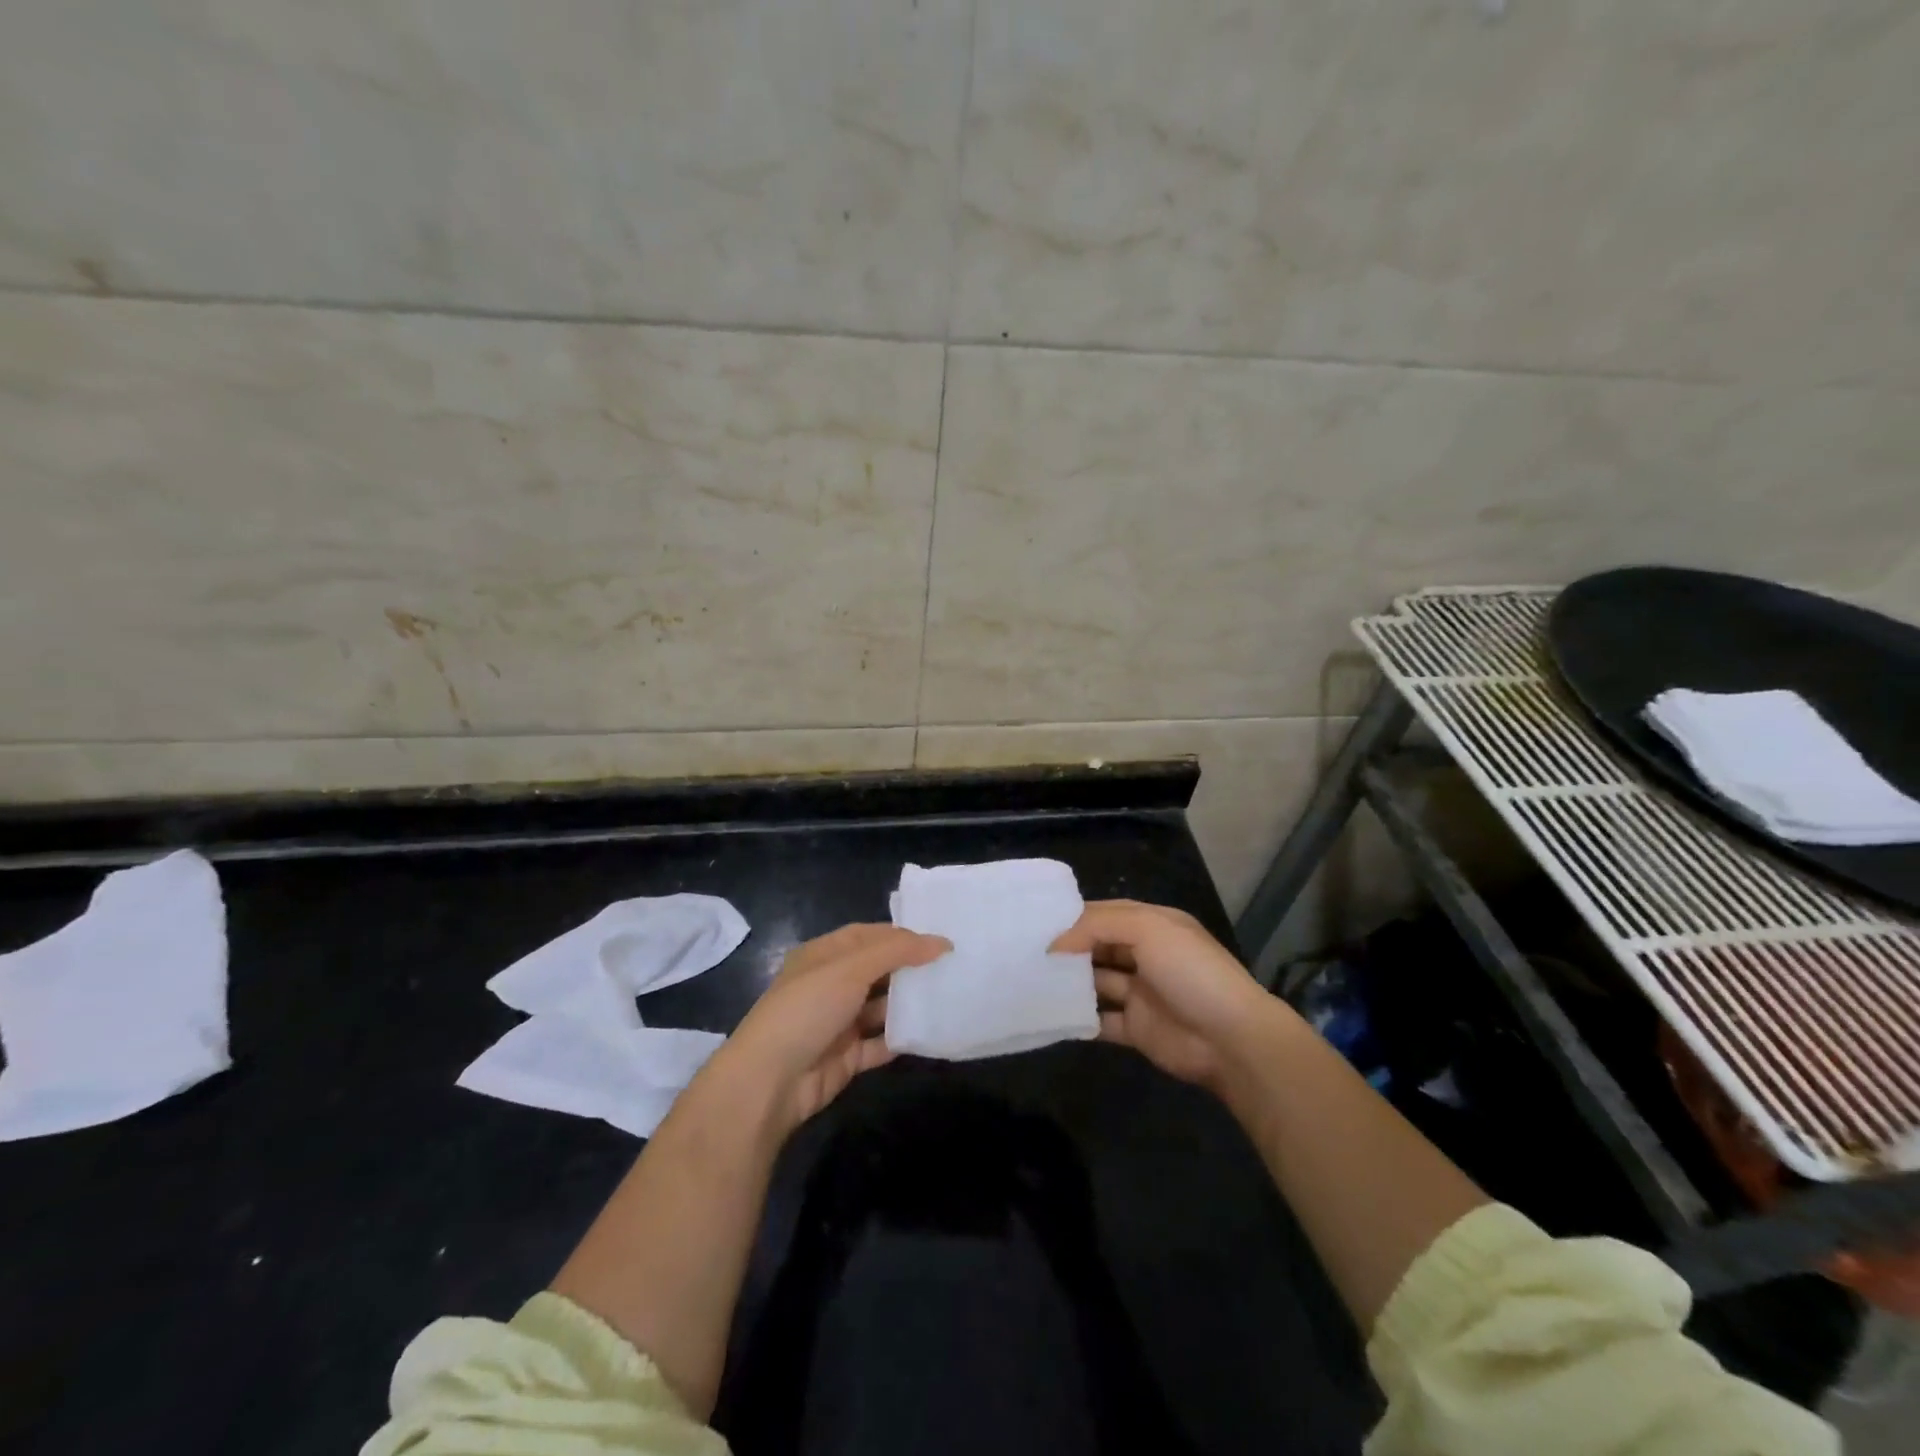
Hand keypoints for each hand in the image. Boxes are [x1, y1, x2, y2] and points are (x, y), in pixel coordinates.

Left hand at [703, 923, 949, 1139]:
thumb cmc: (807, 1009)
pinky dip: (902, 1038)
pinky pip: (880, 1043)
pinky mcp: (846, 1057)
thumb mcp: (850, 969)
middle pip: (877, 970)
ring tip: (948, 997)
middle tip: (951, 968)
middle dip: (909, 969)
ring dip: (908, 1004)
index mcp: (823, 956)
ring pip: (881, 1007)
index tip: (939, 940)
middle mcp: (830, 985)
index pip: (868, 935)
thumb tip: (941, 942)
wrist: (770, 1081)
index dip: (901, 935)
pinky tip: (931, 1033)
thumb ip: (897, 952)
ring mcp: (838, 1022)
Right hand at [1051, 900, 1281, 1089]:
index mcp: (1154, 925)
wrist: (1232, 1039)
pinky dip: (1079, 1019)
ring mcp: (1141, 993)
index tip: (1036, 921)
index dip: (1075, 917)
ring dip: (1069, 982)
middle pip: (1099, 947)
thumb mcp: (1147, 930)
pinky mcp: (1137, 1029)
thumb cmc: (1190, 972)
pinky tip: (1049, 1014)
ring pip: (1097, 982)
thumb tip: (1055, 943)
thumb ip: (1098, 926)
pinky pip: (1101, 1021)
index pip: (1106, 913)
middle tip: (1025, 950)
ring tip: (1029, 980)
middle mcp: (1146, 955)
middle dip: (1068, 948)